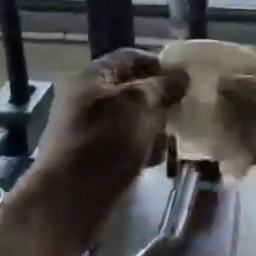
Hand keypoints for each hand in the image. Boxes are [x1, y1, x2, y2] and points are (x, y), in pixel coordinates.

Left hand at [34, 48, 188, 213]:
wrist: (69, 198)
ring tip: (171, 142)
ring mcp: (88, 129)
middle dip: (159, 101)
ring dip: (153, 128)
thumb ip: (162, 86)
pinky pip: (123, 145)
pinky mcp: (92, 156)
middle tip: (183, 113)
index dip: (160, 65)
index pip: (131, 58)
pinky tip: (154, 161)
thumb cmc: (106, 143)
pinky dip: (141, 149)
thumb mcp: (139, 105)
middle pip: (132, 90)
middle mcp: (88, 98)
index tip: (185, 81)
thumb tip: (181, 74)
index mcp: (94, 76)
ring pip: (131, 120)